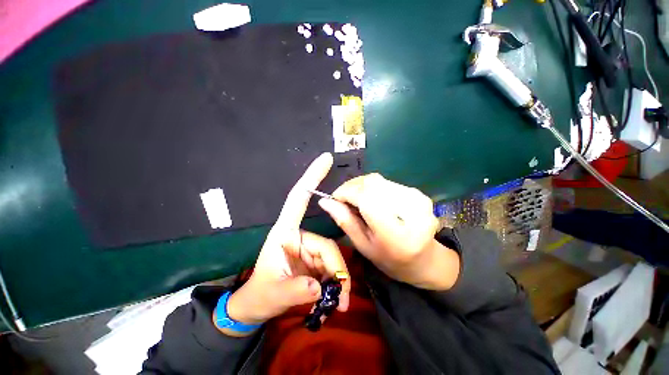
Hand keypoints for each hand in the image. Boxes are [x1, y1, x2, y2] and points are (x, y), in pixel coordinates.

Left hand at [220, 153, 350, 335]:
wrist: (257, 307)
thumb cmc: (260, 294)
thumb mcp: (273, 294)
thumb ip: (295, 292)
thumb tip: (319, 289)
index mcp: (284, 233)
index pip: (299, 198)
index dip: (312, 177)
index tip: (326, 158)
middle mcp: (300, 235)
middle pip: (327, 246)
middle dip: (336, 271)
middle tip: (341, 298)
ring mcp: (310, 247)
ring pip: (333, 258)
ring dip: (338, 281)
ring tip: (338, 304)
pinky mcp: (316, 259)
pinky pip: (332, 266)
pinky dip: (337, 283)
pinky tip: (336, 299)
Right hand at [318, 173, 459, 290]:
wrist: (425, 259)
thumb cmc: (390, 259)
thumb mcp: (363, 245)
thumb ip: (345, 221)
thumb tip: (325, 201)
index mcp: (396, 233)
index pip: (366, 198)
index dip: (346, 192)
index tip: (334, 198)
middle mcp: (410, 211)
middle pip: (372, 184)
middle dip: (352, 187)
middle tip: (343, 199)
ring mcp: (417, 199)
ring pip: (378, 180)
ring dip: (361, 186)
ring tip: (356, 200)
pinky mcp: (418, 193)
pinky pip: (387, 182)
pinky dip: (373, 187)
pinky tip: (372, 199)